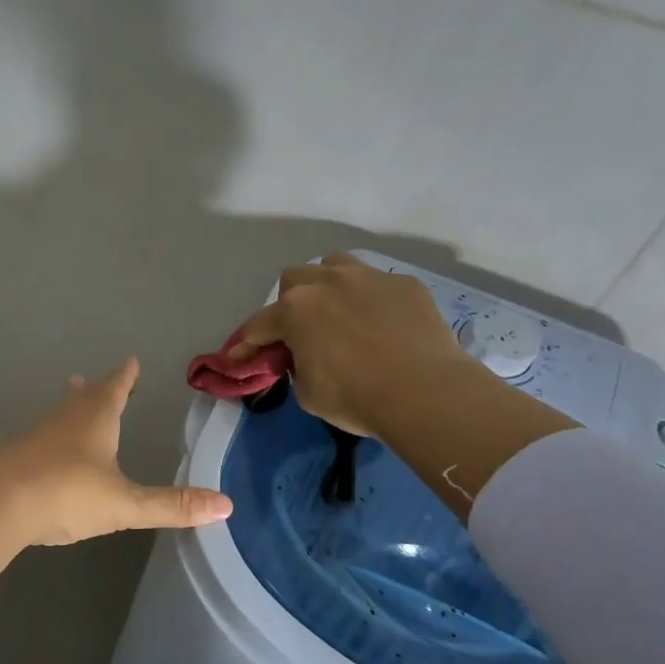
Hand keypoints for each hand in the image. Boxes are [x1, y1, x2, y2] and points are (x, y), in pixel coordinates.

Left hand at [0, 358, 232, 545]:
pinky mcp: (10, 457)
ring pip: (54, 415)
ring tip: (68, 398)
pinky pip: (22, 442)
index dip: (124, 377)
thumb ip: (173, 506)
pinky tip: (1, 442)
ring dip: (65, 408)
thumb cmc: (69, 495)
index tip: (130, 361)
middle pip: (82, 397)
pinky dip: (26, 440)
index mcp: (95, 421)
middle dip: (95, 389)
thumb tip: (226, 505)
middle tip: (94, 379)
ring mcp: (33, 436)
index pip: (114, 389)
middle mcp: (63, 420)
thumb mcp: (126, 504)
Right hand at [230, 253, 471, 435]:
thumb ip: (296, 366)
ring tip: (339, 312)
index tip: (239, 359)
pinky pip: (378, 284)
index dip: (246, 345)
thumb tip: (303, 358)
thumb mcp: (307, 392)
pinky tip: (383, 324)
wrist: (425, 393)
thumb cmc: (356, 397)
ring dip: (328, 285)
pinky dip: (371, 300)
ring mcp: (369, 277)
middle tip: (301, 332)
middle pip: (294, 280)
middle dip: (290, 304)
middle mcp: (327, 282)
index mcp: (295, 310)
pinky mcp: (405, 285)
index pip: (259, 326)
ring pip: (335, 265)